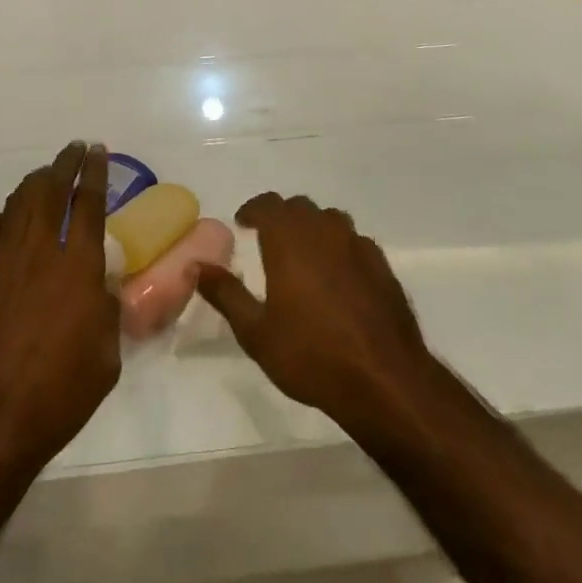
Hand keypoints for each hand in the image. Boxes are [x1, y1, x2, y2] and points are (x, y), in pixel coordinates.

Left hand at [0, 143, 120, 476]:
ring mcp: (0, 261)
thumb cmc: (57, 394)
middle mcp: (39, 251)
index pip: (88, 203)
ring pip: (18, 202)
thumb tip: (105, 287)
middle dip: (65, 163)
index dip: (95, 172)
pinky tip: (5, 223)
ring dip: (35, 182)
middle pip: (51, 189)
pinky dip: (0, 219)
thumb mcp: (106, 357)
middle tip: (74, 149)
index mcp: (77, 266)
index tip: (98, 151)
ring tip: (45, 175)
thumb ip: (108, 310)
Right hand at [195, 194, 435, 434]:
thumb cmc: (311, 355)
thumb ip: (226, 294)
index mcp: (289, 238)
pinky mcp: (381, 264)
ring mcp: (357, 243)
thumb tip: (197, 265)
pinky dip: (340, 248)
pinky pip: (354, 241)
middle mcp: (323, 229)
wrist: (384, 379)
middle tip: (268, 240)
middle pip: (299, 207)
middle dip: (281, 217)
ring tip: (303, 255)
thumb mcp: (256, 332)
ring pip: (329, 219)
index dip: (252, 209)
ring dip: (312, 228)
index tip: (242, 223)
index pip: (267, 204)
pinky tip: (338, 277)